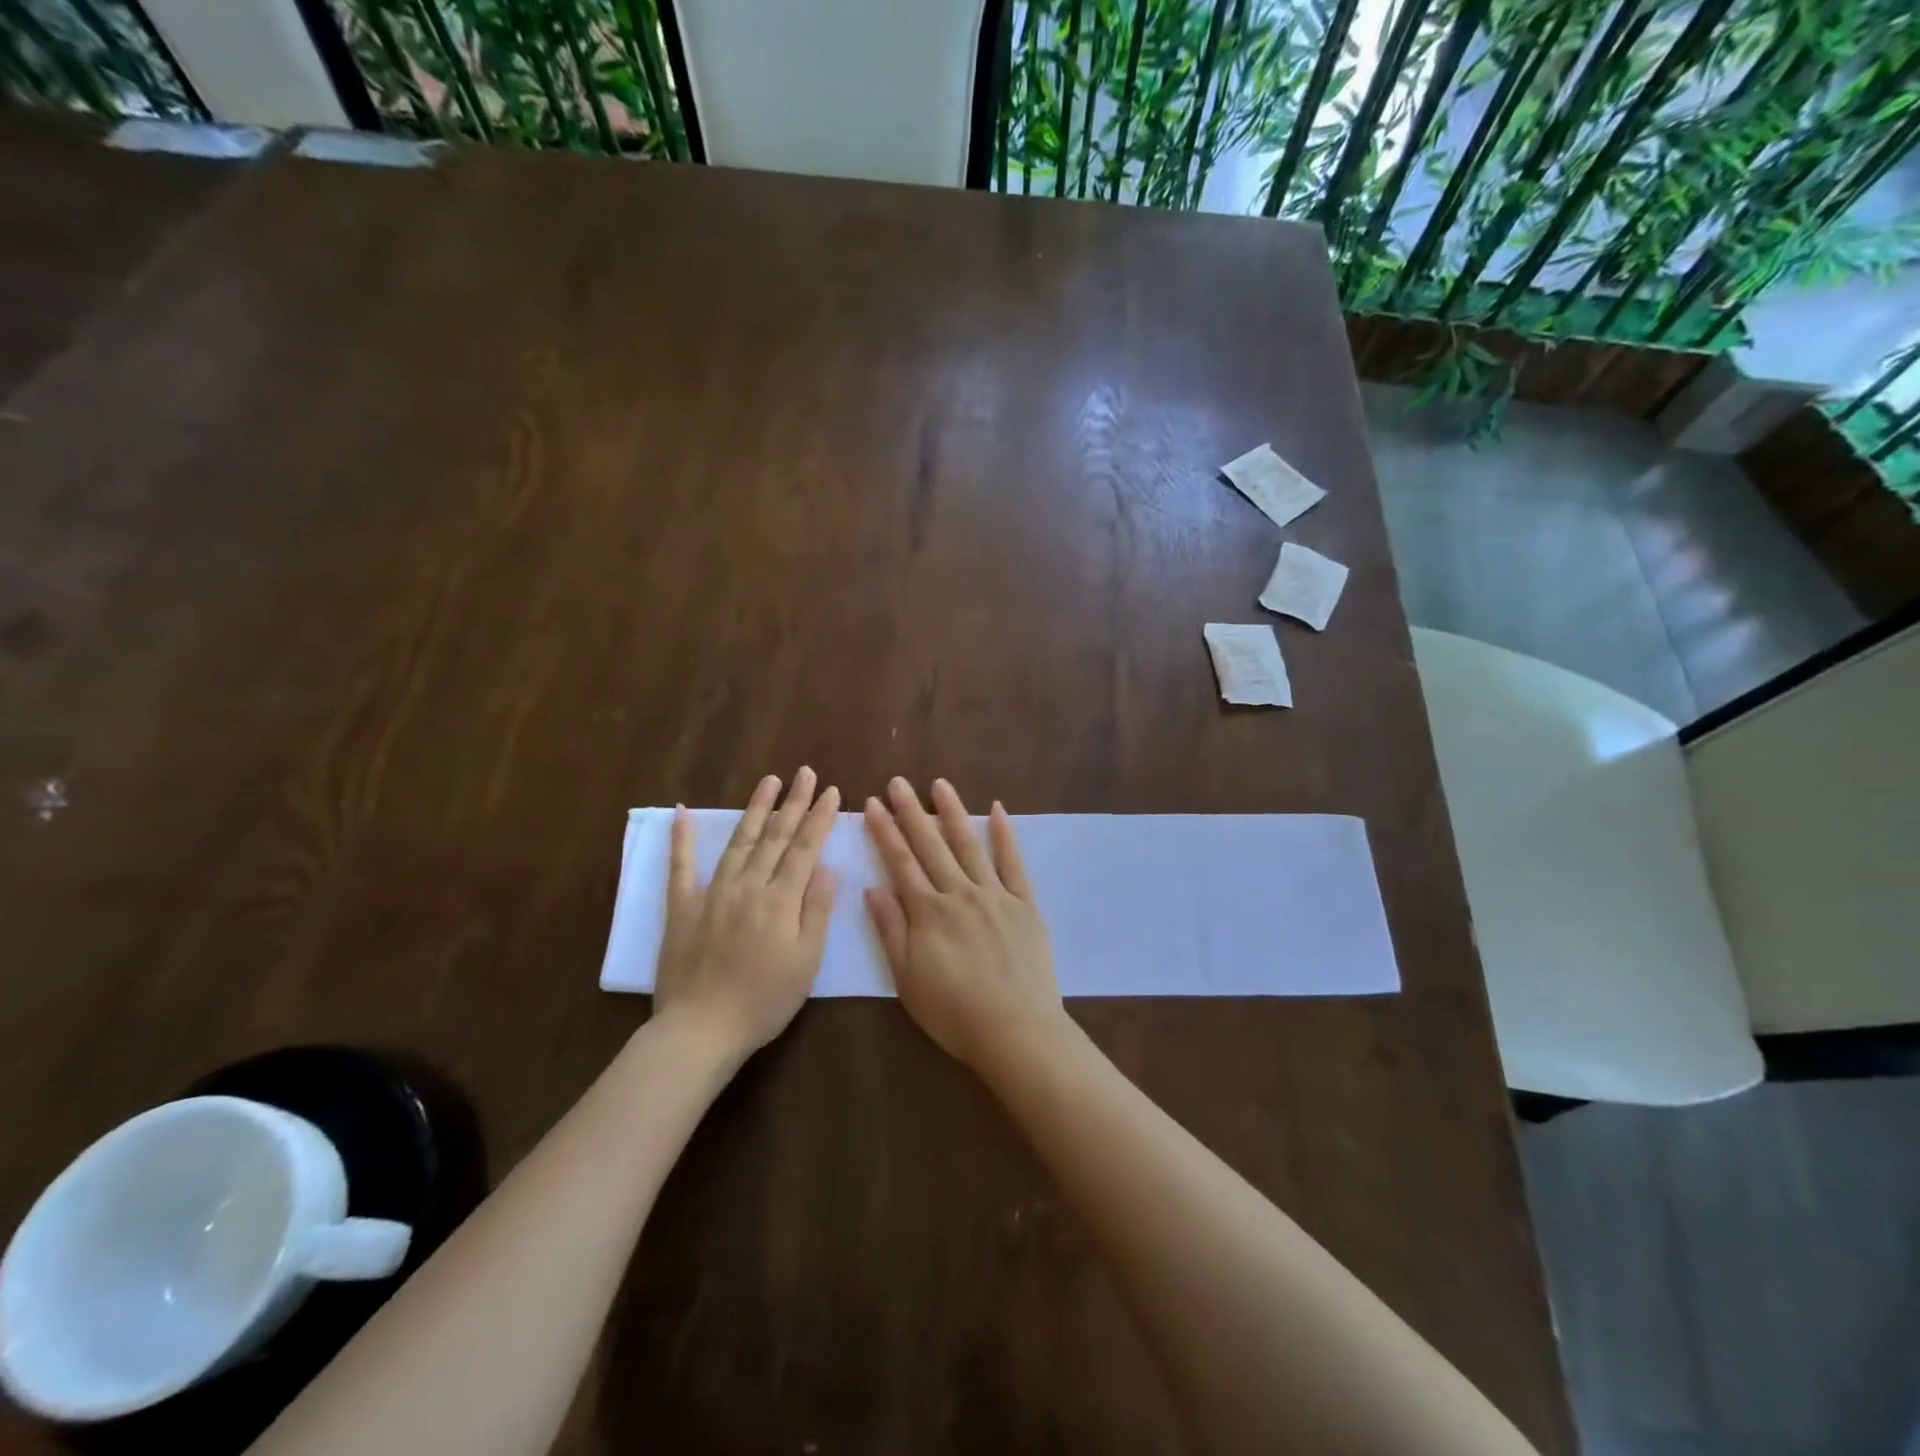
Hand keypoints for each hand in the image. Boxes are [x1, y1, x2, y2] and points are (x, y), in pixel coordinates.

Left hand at [654, 768, 839, 1056]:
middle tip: (806, 772)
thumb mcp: (806, 961)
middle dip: (794, 802)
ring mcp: (712, 894)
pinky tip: (681, 812)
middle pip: (775, 837)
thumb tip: (826, 868)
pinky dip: (682, 838)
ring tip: (769, 781)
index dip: (820, 818)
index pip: (805, 849)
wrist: (701, 1030)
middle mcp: (748, 887)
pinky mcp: (683, 908)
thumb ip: (816, 911)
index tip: (832, 791)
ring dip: (755, 809)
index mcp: (780, 901)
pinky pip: (681, 867)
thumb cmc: (764, 1001)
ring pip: (739, 842)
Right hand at [863, 777, 1066, 1071]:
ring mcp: (995, 895)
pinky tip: (997, 810)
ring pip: (969, 845)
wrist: (1016, 1031)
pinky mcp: (1024, 904)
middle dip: (911, 812)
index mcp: (928, 912)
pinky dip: (1004, 835)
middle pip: (931, 846)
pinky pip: (1013, 863)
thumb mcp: (907, 979)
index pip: (900, 862)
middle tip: (898, 782)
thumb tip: (872, 888)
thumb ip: (890, 930)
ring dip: (953, 812)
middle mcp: (959, 893)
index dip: (884, 831)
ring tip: (939, 784)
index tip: (872, 804)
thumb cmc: (954, 1012)